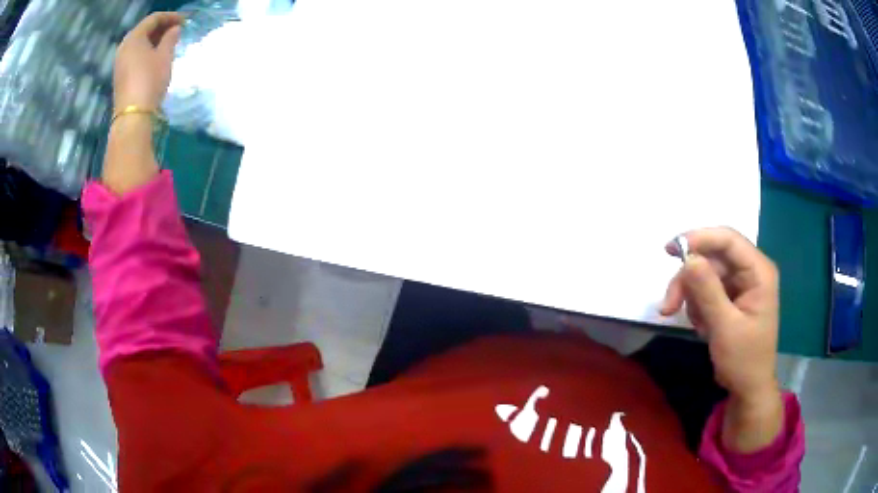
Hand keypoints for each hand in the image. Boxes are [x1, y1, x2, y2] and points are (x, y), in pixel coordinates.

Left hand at [114, 12, 183, 110]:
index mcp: (134, 37)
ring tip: (168, 43)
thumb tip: (175, 29)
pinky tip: (156, 56)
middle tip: (176, 30)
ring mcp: (120, 62)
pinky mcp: (120, 74)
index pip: (154, 19)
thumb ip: (171, 38)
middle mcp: (124, 46)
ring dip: (154, 40)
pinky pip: (134, 54)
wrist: (133, 116)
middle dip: (161, 28)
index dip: (170, 17)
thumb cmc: (150, 81)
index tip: (184, 20)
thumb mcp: (165, 56)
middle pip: (144, 29)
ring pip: (139, 43)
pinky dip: (146, 50)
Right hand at [660, 227, 779, 403]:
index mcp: (759, 272)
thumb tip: (687, 258)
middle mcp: (750, 271)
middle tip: (667, 307)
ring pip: (705, 273)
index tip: (670, 251)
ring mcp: (741, 283)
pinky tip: (702, 326)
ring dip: (691, 296)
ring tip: (694, 325)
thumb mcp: (725, 327)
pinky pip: (706, 288)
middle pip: (712, 258)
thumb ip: (708, 291)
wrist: (748, 388)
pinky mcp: (731, 296)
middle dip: (688, 280)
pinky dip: (697, 305)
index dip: (699, 239)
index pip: (728, 240)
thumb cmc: (743, 360)